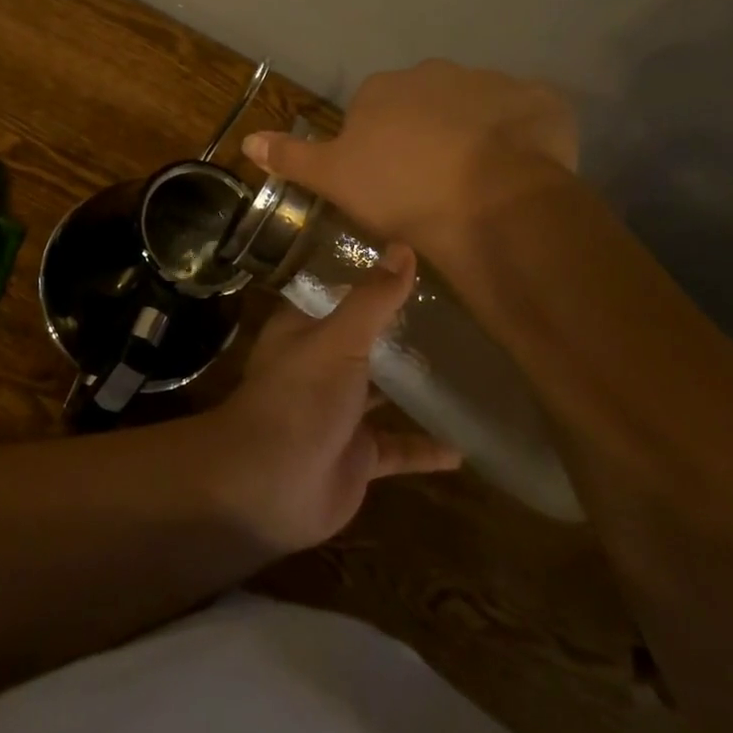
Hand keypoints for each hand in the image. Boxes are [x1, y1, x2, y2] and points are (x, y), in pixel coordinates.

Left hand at [195, 245, 460, 554]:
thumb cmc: (300, 397)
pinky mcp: (357, 455)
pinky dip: (425, 448)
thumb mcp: (339, 339)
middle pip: (361, 342)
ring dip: (412, 385)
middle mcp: (320, 365)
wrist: (270, 485)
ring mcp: (339, 412)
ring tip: (462, 368)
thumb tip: (403, 248)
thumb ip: (373, 299)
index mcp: (304, 330)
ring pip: (381, 392)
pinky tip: (462, 447)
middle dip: (396, 331)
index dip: (364, 280)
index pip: (334, 294)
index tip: (406, 264)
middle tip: (449, 313)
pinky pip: (398, 448)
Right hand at [241, 59, 577, 261]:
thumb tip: (247, 138)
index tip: (388, 182)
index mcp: (383, 88)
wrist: (489, 203)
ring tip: (478, 183)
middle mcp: (434, 72)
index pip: (373, 111)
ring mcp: (492, 82)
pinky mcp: (542, 101)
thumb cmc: (400, 190)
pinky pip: (527, 116)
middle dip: (426, 133)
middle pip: (424, 103)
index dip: (379, 147)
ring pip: (476, 108)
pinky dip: (523, 136)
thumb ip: (291, 155)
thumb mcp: (333, 179)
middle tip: (432, 182)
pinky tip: (520, 170)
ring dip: (475, 133)